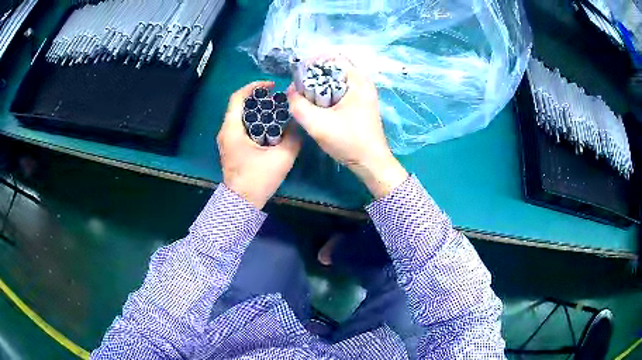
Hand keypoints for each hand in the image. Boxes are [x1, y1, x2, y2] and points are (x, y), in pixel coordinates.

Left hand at [218, 81, 300, 208]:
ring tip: (276, 111)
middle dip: (258, 98)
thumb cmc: (257, 179)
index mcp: (232, 129)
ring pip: (240, 116)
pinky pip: (241, 127)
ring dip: (256, 110)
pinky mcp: (231, 147)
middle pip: (239, 105)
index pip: (237, 97)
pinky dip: (254, 121)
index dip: (254, 87)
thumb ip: (293, 138)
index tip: (271, 86)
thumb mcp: (281, 158)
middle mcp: (226, 131)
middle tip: (277, 99)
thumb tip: (297, 124)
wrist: (242, 203)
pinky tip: (269, 127)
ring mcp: (227, 140)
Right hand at [287, 60, 406, 198]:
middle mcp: (363, 82)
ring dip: (319, 84)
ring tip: (305, 96)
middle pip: (334, 67)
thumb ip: (298, 105)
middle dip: (314, 74)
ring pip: (336, 79)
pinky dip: (327, 92)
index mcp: (358, 81)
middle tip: (299, 87)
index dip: (313, 63)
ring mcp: (363, 93)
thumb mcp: (317, 124)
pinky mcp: (360, 103)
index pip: (333, 58)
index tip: (298, 75)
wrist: (371, 163)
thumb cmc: (349, 142)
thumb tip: (290, 90)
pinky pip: (340, 89)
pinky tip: (317, 104)